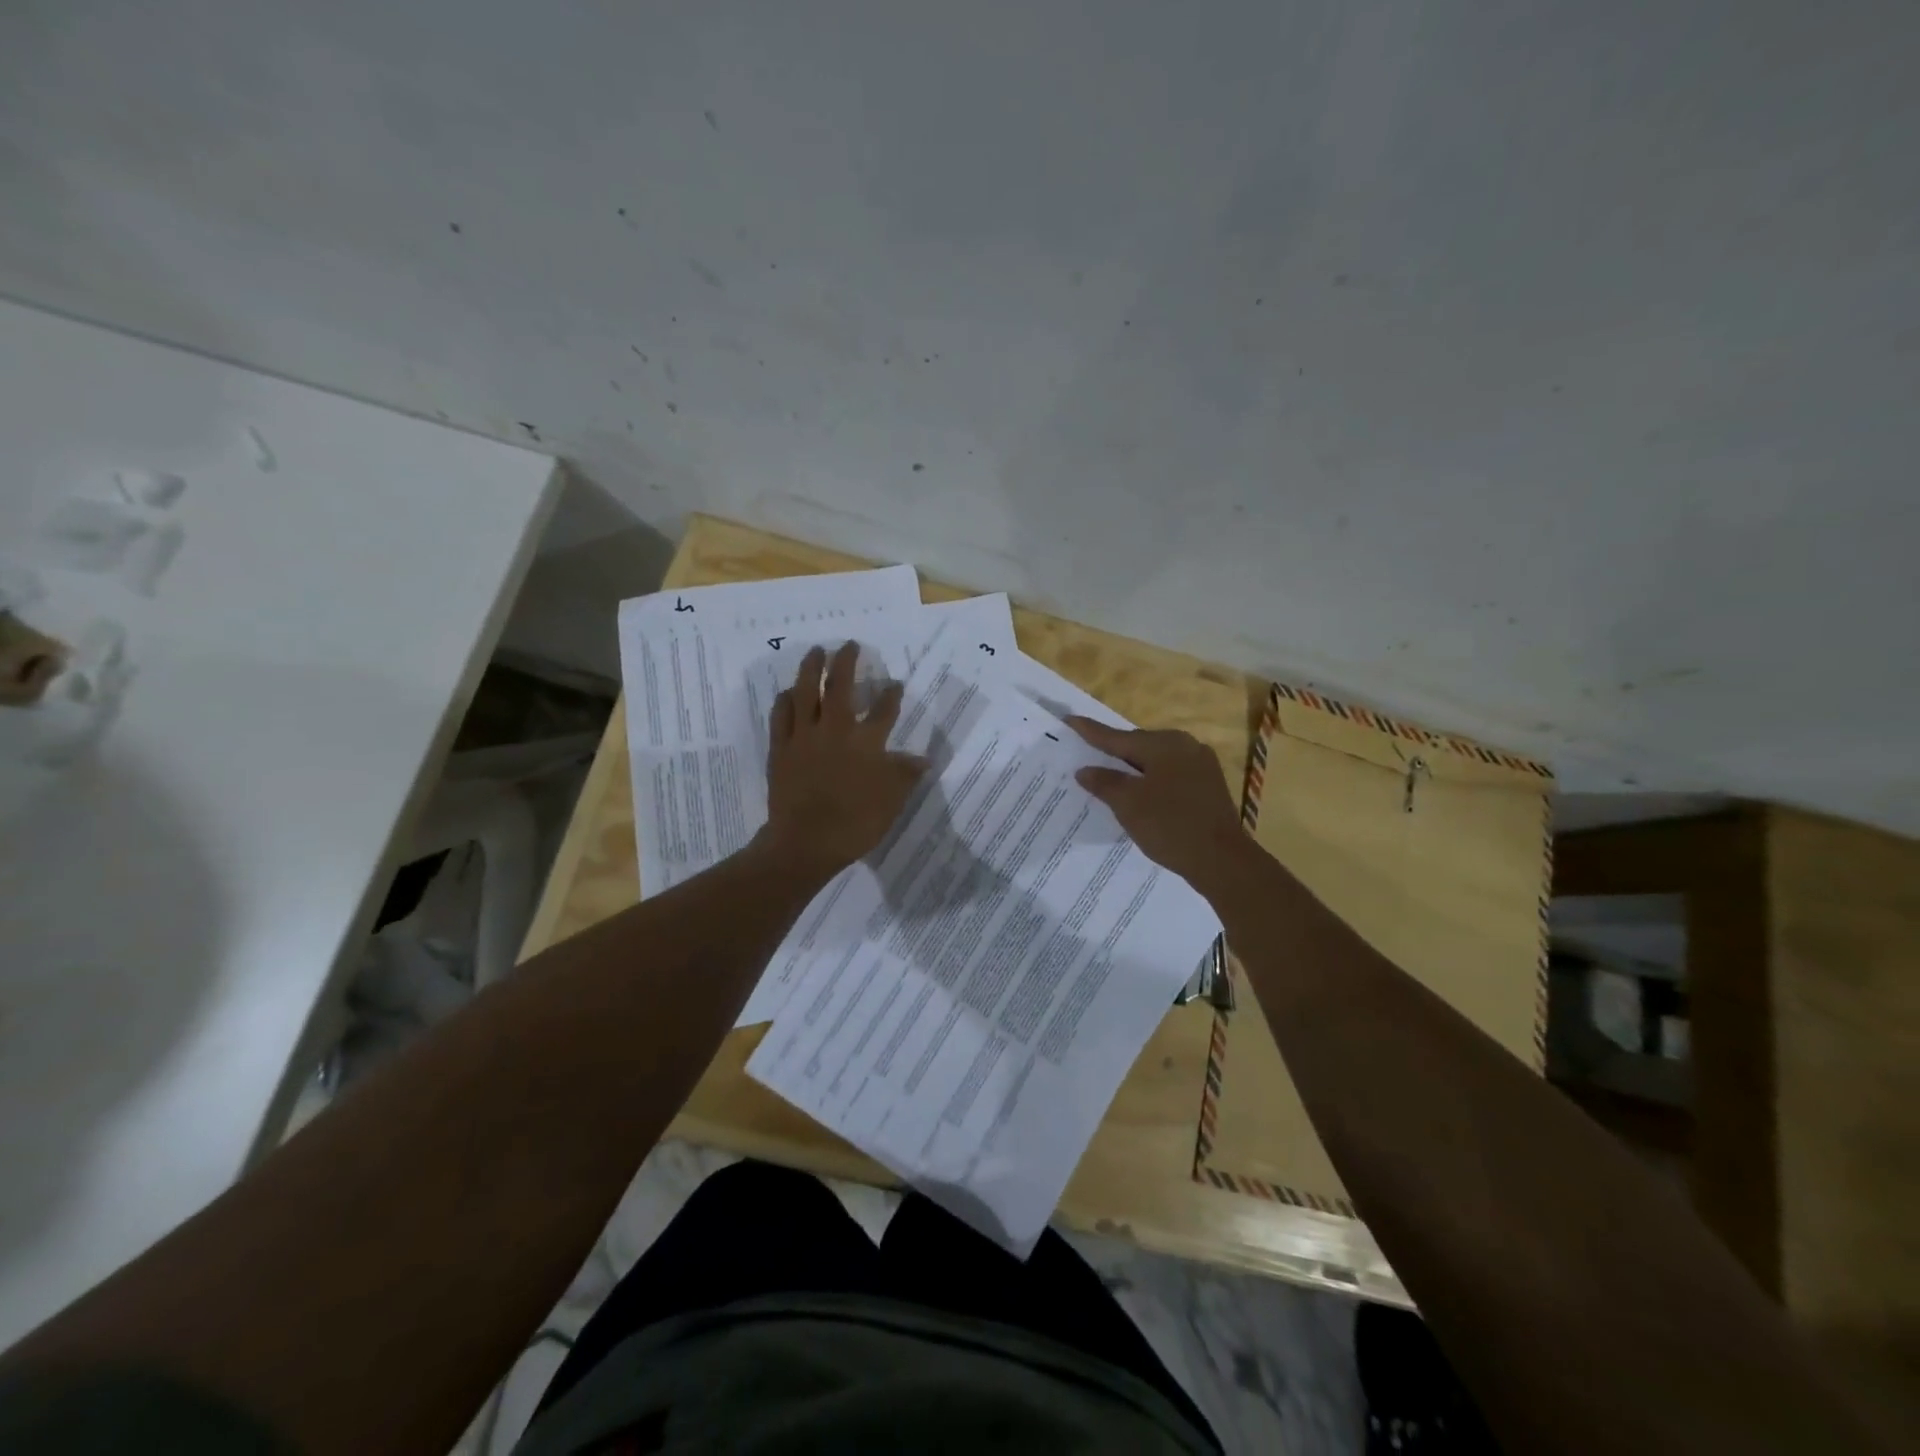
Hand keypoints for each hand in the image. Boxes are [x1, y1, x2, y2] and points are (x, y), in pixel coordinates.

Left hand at [760, 642, 928, 878]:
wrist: (805, 842)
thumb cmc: (855, 822)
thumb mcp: (892, 801)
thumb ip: (906, 775)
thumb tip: (923, 759)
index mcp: (866, 742)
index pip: (883, 710)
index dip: (891, 695)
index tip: (895, 683)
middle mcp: (835, 730)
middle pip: (840, 687)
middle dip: (846, 662)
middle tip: (849, 645)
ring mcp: (804, 737)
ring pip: (805, 693)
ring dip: (811, 669)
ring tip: (815, 651)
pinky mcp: (780, 749)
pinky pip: (781, 716)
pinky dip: (785, 700)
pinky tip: (788, 692)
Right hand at [1066, 717, 1247, 883]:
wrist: (1222, 860)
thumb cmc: (1169, 826)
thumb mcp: (1128, 804)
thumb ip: (1104, 782)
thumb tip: (1085, 770)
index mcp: (1164, 744)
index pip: (1118, 737)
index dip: (1091, 732)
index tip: (1070, 720)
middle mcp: (1186, 746)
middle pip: (1139, 745)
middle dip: (1114, 752)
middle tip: (1088, 753)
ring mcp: (1201, 765)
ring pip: (1157, 761)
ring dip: (1134, 769)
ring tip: (1111, 777)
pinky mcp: (1209, 786)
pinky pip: (1171, 775)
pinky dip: (1152, 781)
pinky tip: (1141, 794)